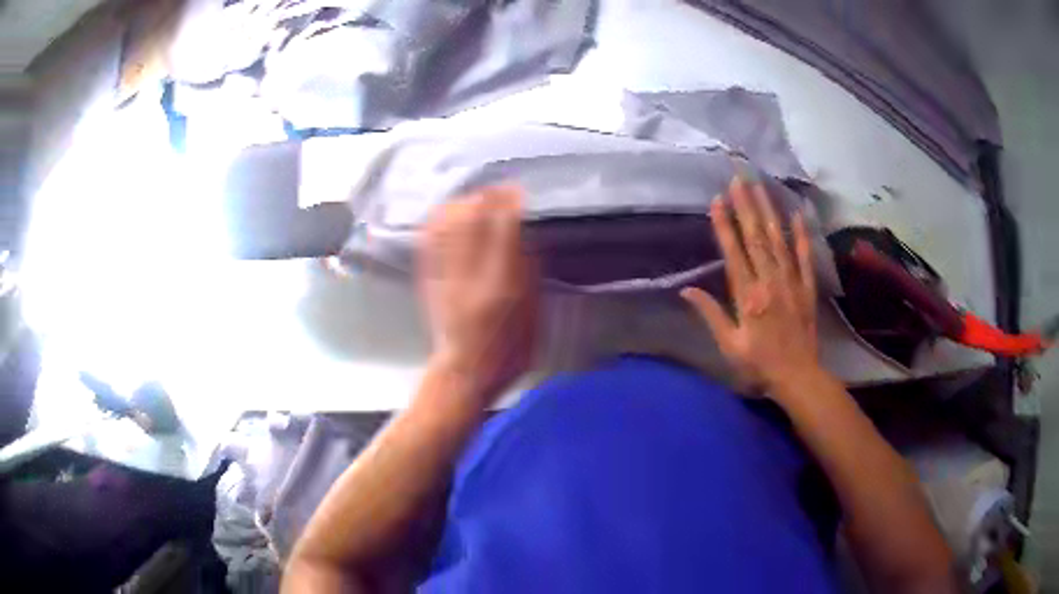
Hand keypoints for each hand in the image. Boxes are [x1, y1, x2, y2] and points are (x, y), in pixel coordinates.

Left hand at [417, 185, 537, 403]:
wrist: (464, 372)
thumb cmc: (509, 350)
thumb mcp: (532, 315)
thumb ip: (529, 274)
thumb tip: (522, 237)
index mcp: (501, 285)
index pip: (504, 230)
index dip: (511, 203)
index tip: (518, 190)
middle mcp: (469, 274)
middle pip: (471, 219)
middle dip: (485, 196)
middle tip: (498, 189)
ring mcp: (444, 275)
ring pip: (447, 224)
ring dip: (462, 203)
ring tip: (476, 197)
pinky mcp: (428, 279)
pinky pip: (429, 239)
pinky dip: (440, 219)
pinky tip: (449, 212)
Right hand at [680, 177, 822, 397]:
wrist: (798, 376)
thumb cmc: (759, 364)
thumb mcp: (728, 346)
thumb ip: (710, 314)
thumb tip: (687, 289)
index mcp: (748, 296)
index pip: (734, 252)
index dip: (725, 225)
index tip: (717, 199)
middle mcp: (770, 281)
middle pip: (756, 237)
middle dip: (746, 204)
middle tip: (739, 176)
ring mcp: (791, 281)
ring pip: (778, 239)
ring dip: (768, 210)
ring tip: (760, 184)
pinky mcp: (807, 287)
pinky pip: (805, 256)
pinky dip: (802, 233)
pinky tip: (799, 212)